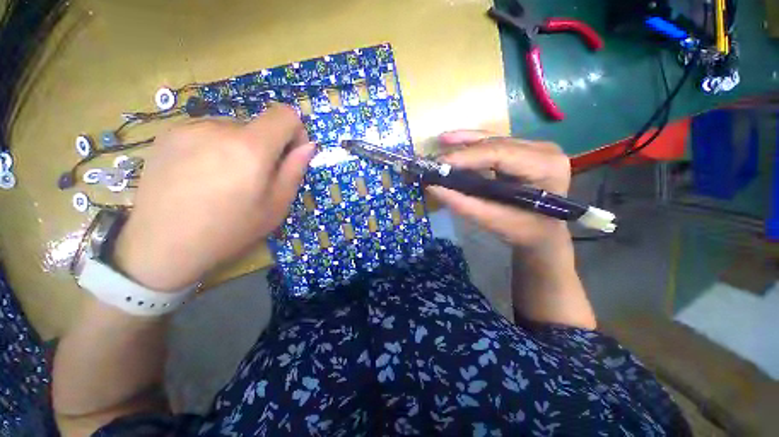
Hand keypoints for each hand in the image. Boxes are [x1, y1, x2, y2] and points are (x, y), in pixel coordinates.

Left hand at [113, 104, 314, 290]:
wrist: (162, 245)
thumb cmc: (230, 229)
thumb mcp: (276, 205)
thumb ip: (294, 170)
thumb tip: (308, 146)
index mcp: (251, 147)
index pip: (285, 114)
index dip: (295, 131)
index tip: (289, 155)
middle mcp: (219, 127)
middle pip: (258, 125)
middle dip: (265, 147)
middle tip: (253, 179)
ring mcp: (188, 127)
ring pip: (232, 129)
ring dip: (239, 147)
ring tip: (224, 179)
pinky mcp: (167, 134)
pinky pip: (206, 132)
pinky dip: (214, 147)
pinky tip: (201, 174)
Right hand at [427, 130, 571, 250]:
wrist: (543, 232)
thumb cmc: (523, 230)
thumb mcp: (492, 221)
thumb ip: (462, 203)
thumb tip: (432, 187)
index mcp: (544, 167)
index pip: (500, 154)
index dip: (466, 156)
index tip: (438, 164)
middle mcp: (543, 150)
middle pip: (494, 144)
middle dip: (461, 152)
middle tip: (434, 162)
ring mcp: (534, 146)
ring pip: (491, 140)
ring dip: (463, 144)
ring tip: (439, 145)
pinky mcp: (523, 149)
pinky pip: (493, 142)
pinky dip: (470, 142)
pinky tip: (451, 139)